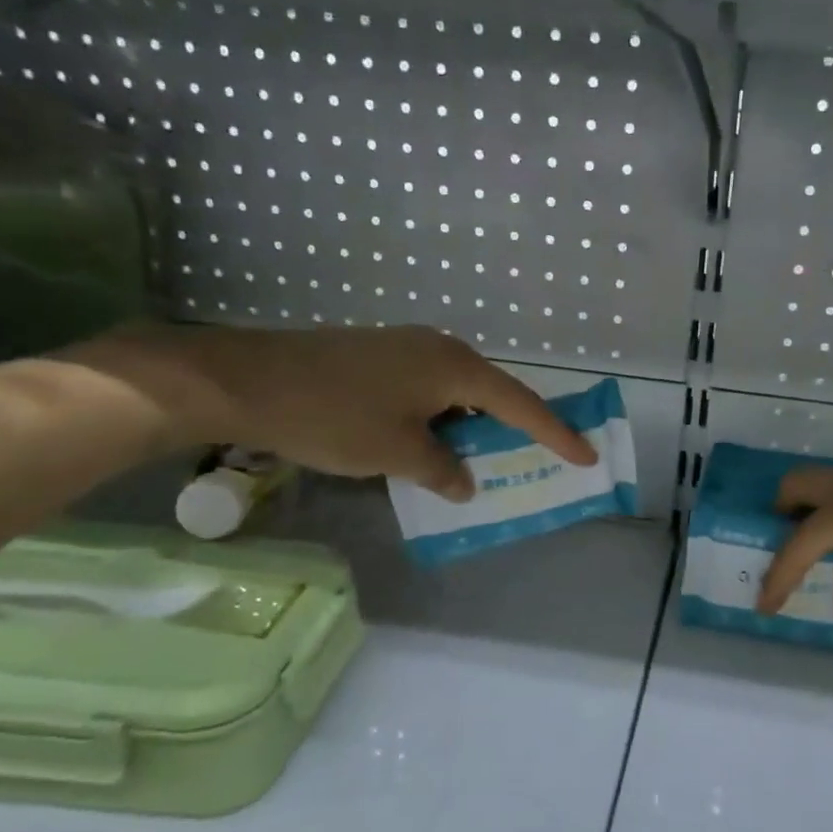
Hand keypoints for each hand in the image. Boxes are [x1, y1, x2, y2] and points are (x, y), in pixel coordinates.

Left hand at [70, 324, 596, 500]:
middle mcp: (439, 348)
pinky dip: (438, 420)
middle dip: (512, 429)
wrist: (247, 380)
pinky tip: (428, 446)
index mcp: (456, 367)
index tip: (585, 455)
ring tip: (476, 462)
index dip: (556, 434)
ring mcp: (405, 349)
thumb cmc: (335, 417)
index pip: (521, 405)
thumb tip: (463, 482)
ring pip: (456, 394)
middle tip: (532, 459)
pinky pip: (426, 391)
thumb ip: (443, 470)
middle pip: (492, 393)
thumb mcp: (398, 454)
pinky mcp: (377, 357)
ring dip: (469, 428)